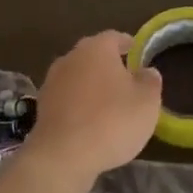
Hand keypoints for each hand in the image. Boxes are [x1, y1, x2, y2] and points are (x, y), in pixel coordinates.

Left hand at [22, 31, 161, 182]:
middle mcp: (70, 58)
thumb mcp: (147, 102)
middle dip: (109, 65)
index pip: (114, 37)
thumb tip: (146, 71)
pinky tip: (90, 121)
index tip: (137, 52)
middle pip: (93, 55)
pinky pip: (67, 98)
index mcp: (96, 49)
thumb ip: (150, 82)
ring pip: (78, 76)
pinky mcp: (42, 106)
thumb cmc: (112, 121)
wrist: (63, 155)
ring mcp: (52, 82)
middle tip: (126, 79)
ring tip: (109, 103)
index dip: (128, 44)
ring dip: (91, 85)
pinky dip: (78, 104)